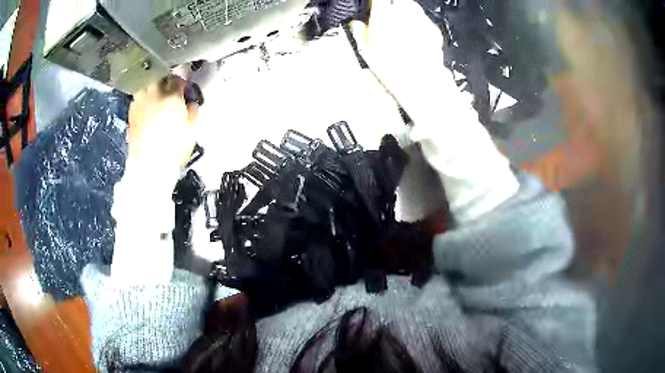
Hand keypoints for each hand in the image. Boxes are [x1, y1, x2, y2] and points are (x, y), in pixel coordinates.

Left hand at [127, 75, 199, 169]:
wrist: (149, 165)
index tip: (185, 89)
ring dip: (151, 87)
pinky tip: (146, 107)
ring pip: (145, 85)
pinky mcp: (130, 114)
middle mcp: (153, 94)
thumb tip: (190, 103)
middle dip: (165, 81)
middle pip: (159, 77)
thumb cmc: (173, 147)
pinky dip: (142, 99)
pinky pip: (137, 99)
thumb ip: (193, 110)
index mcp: (171, 96)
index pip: (178, 80)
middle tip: (169, 88)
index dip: (182, 84)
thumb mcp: (192, 129)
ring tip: (155, 95)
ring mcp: (139, 103)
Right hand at [350, 0, 450, 114]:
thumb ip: (358, 30)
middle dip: (391, 5)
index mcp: (384, 14)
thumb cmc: (391, 68)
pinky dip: (418, 23)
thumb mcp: (365, 50)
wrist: (420, 82)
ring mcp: (421, 19)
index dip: (376, 2)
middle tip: (387, 16)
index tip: (374, 5)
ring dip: (405, 12)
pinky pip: (423, 19)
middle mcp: (404, 12)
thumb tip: (355, 22)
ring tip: (400, 27)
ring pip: (411, 6)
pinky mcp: (433, 29)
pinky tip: (413, 37)